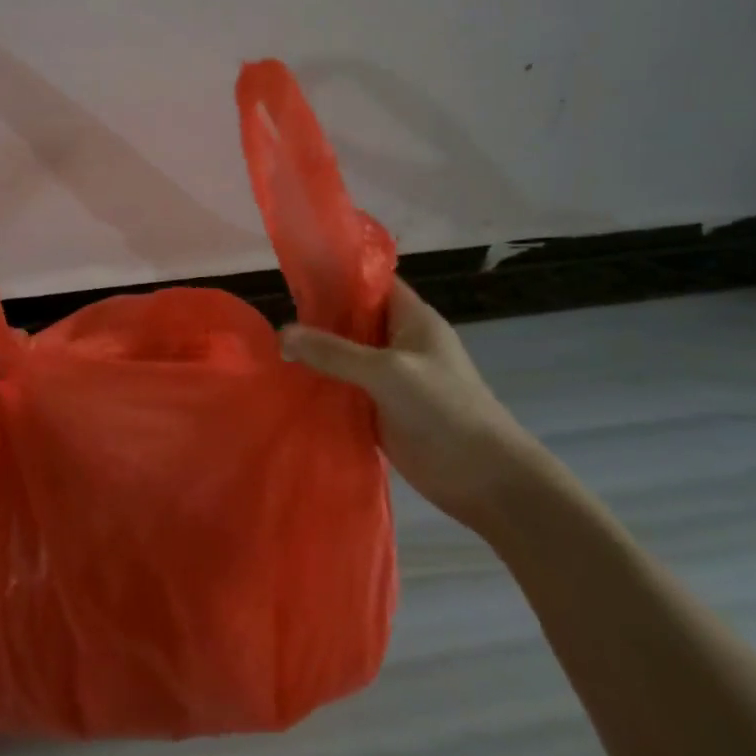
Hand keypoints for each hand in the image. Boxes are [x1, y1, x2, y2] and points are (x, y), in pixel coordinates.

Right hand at [281, 277, 564, 533]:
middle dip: (317, 319)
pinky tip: (290, 386)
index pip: (371, 284)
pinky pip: (345, 389)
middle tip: (273, 319)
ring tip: (271, 350)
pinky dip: (322, 386)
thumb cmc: (444, 409)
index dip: (337, 277)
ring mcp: (390, 378)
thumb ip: (334, 352)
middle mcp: (399, 342)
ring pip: (345, 356)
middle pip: (352, 320)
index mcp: (412, 319)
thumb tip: (282, 334)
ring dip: (316, 355)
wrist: (484, 477)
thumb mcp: (387, 371)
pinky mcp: (381, 409)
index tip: (295, 278)